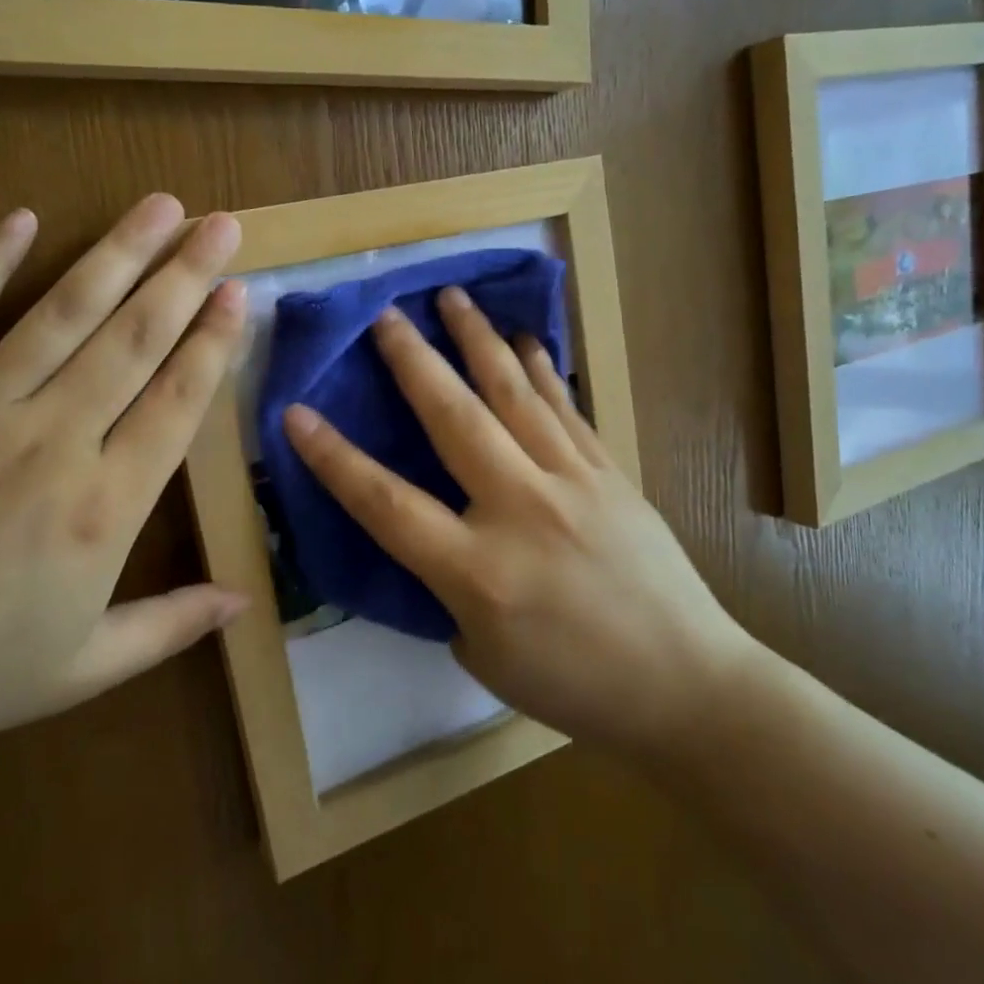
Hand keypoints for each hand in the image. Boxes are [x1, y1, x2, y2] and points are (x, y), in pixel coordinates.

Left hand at [0, 197, 247, 771]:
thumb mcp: (80, 671)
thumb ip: (170, 626)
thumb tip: (245, 600)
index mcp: (103, 508)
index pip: (177, 402)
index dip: (213, 343)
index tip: (238, 293)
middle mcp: (53, 441)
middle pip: (134, 339)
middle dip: (185, 275)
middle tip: (221, 223)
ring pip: (63, 312)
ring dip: (117, 253)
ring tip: (159, 204)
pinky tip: (23, 219)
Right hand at [282, 290, 757, 764]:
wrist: (687, 685)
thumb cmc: (574, 686)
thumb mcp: (483, 655)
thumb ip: (446, 591)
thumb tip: (437, 539)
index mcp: (477, 571)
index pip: (387, 504)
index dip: (335, 459)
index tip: (297, 413)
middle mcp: (520, 510)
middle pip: (454, 419)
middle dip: (413, 361)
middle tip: (385, 314)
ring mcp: (572, 482)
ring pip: (514, 395)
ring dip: (478, 341)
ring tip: (453, 296)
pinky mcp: (609, 473)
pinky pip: (565, 408)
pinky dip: (540, 370)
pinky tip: (524, 339)